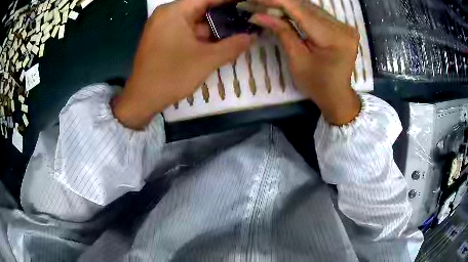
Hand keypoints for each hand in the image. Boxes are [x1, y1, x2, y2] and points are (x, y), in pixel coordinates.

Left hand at [112, 0, 255, 128]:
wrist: (142, 99)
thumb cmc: (171, 76)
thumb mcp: (206, 60)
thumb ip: (233, 46)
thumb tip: (252, 37)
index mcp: (175, 11)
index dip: (229, 1)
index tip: (246, 4)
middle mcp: (167, 14)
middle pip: (201, 8)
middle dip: (224, 14)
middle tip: (246, 20)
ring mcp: (162, 26)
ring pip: (194, 20)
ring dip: (214, 27)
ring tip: (238, 31)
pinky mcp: (162, 38)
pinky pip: (186, 30)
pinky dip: (202, 35)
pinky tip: (219, 41)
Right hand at [250, 0, 360, 124]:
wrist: (337, 95)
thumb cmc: (317, 84)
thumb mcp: (297, 60)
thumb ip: (282, 32)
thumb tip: (258, 15)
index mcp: (334, 38)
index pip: (301, 10)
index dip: (276, 1)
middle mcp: (343, 27)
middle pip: (306, 6)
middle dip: (280, 2)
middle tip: (257, 3)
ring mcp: (345, 26)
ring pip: (311, 7)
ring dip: (288, 5)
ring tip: (268, 6)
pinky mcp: (342, 27)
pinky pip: (317, 13)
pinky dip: (299, 11)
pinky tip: (284, 10)